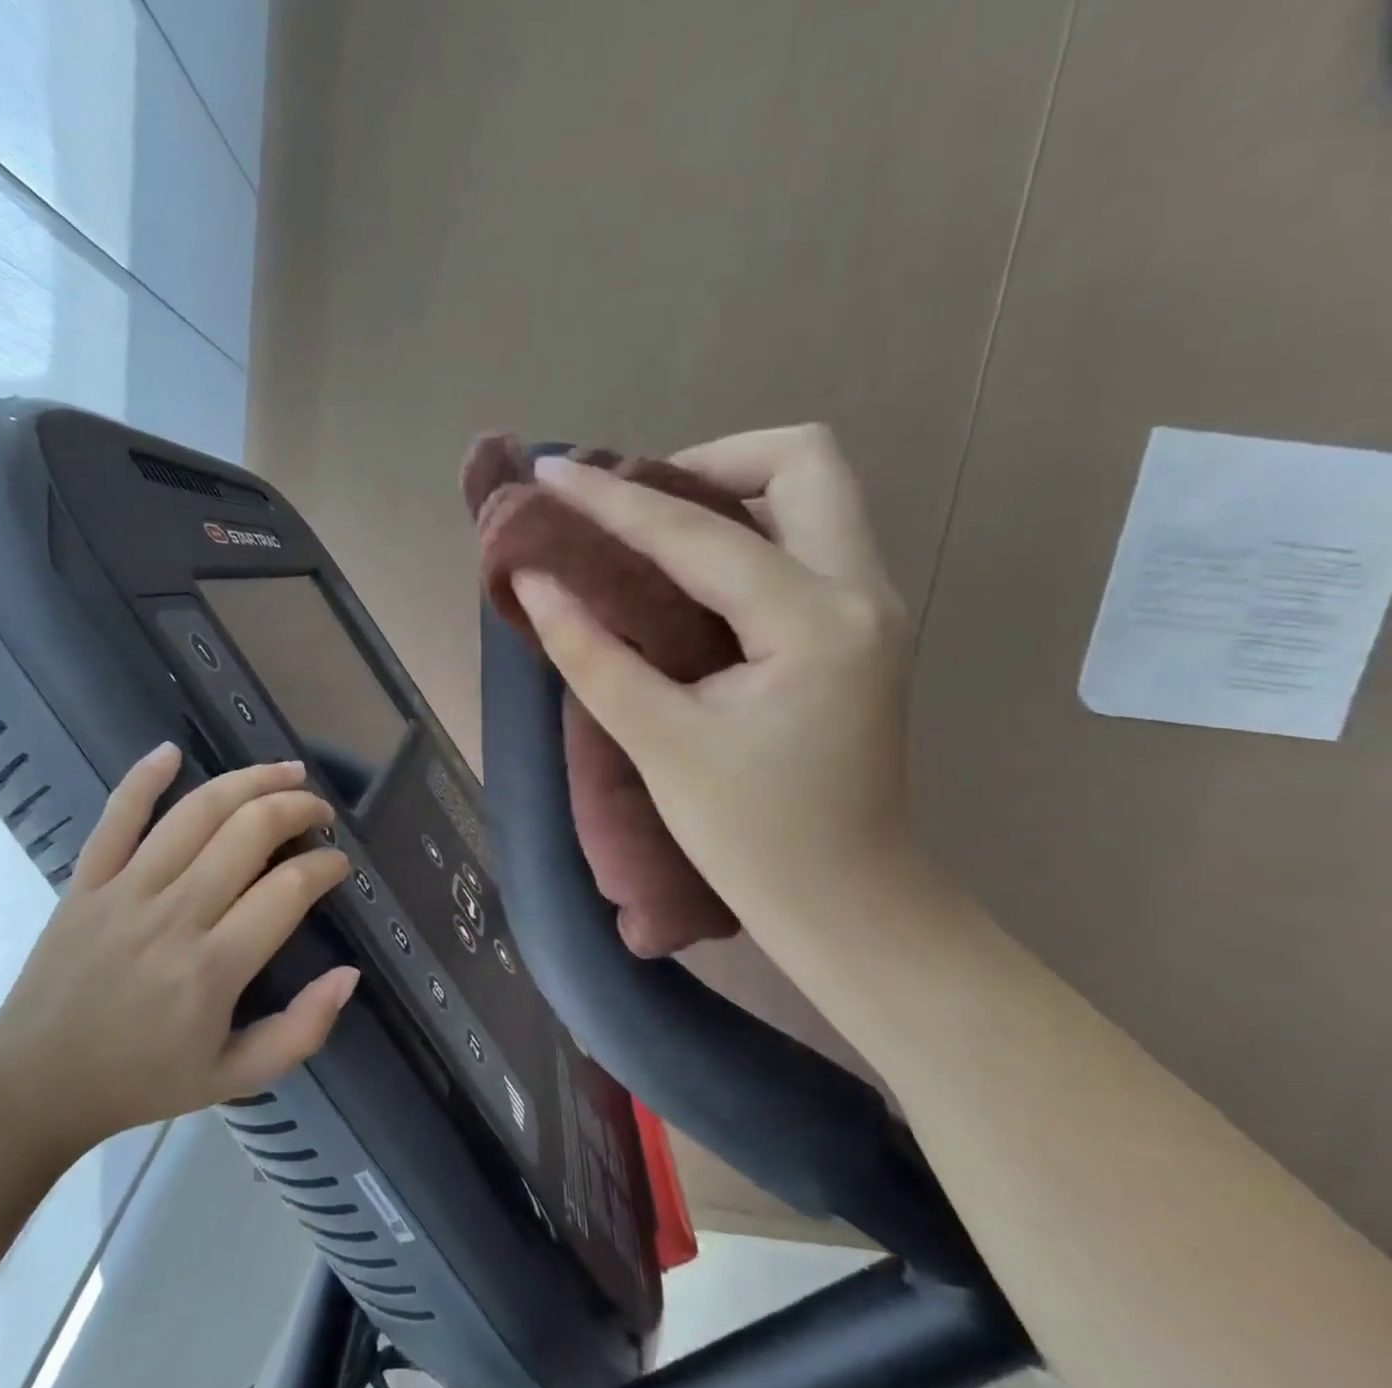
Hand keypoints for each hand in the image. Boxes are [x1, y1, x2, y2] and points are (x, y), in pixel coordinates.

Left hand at [0, 747, 357, 1164]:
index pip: (289, 889)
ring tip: (286, 771)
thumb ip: (301, 1030)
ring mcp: (125, 891)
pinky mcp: (86, 881)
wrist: (32, 1089)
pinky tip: (171, 751)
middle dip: (298, 808)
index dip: (326, 865)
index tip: (339, 864)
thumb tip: (350, 973)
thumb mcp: (235, 1078)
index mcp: (213, 968)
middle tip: (320, 812)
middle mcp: (174, 915)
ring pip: (197, 812)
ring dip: (249, 781)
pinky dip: (143, 778)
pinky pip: (116, 816)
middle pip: (249, 832)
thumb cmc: (141, 1082)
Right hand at [510, 425, 924, 947]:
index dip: (613, 500)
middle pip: (803, 461)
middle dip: (707, 462)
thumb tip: (535, 581)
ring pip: (812, 496)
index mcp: (815, 622)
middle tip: (634, 508)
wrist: (851, 907)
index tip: (551, 473)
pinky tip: (688, 576)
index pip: (698, 535)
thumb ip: (591, 654)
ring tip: (650, 534)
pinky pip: (807, 542)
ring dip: (729, 493)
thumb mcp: (662, 745)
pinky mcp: (860, 631)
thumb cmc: (756, 841)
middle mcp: (862, 592)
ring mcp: (872, 608)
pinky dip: (745, 534)